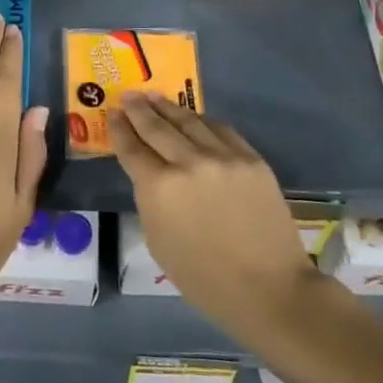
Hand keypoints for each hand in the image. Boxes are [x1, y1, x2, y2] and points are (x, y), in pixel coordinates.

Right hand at [109, 92, 319, 342]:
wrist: (269, 288)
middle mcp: (188, 162)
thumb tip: (150, 175)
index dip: (119, 129)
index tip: (113, 113)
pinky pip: (220, 130)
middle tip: (129, 95)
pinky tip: (194, 117)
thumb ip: (150, 200)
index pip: (132, 148)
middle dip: (139, 109)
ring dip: (168, 108)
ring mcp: (223, 156)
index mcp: (159, 188)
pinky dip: (202, 121)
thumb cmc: (205, 278)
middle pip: (157, 127)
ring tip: (155, 97)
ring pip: (189, 121)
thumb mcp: (158, 242)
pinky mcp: (250, 158)